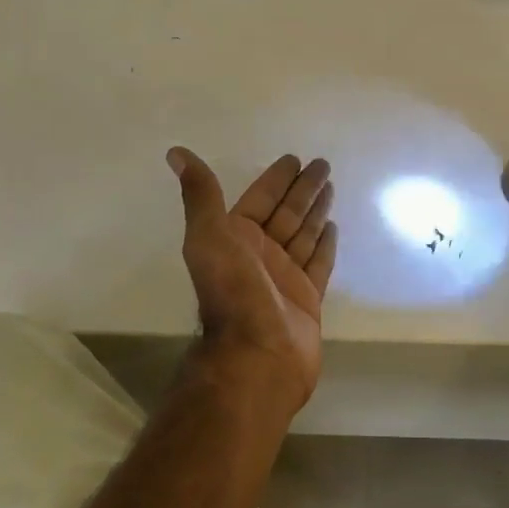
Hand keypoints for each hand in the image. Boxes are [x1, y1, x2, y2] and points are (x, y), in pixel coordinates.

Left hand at [167, 147, 337, 421]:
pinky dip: (325, 244)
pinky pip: (318, 263)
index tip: (294, 158)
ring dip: (315, 211)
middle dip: (302, 189)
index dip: (276, 179)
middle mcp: (259, 255)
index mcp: (235, 239)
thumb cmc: (233, 293)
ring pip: (303, 235)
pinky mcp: (306, 298)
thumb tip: (175, 152)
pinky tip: (333, 226)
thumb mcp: (210, 237)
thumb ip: (200, 195)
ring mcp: (284, 277)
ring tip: (331, 186)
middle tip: (324, 165)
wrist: (257, 355)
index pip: (259, 199)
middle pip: (285, 213)